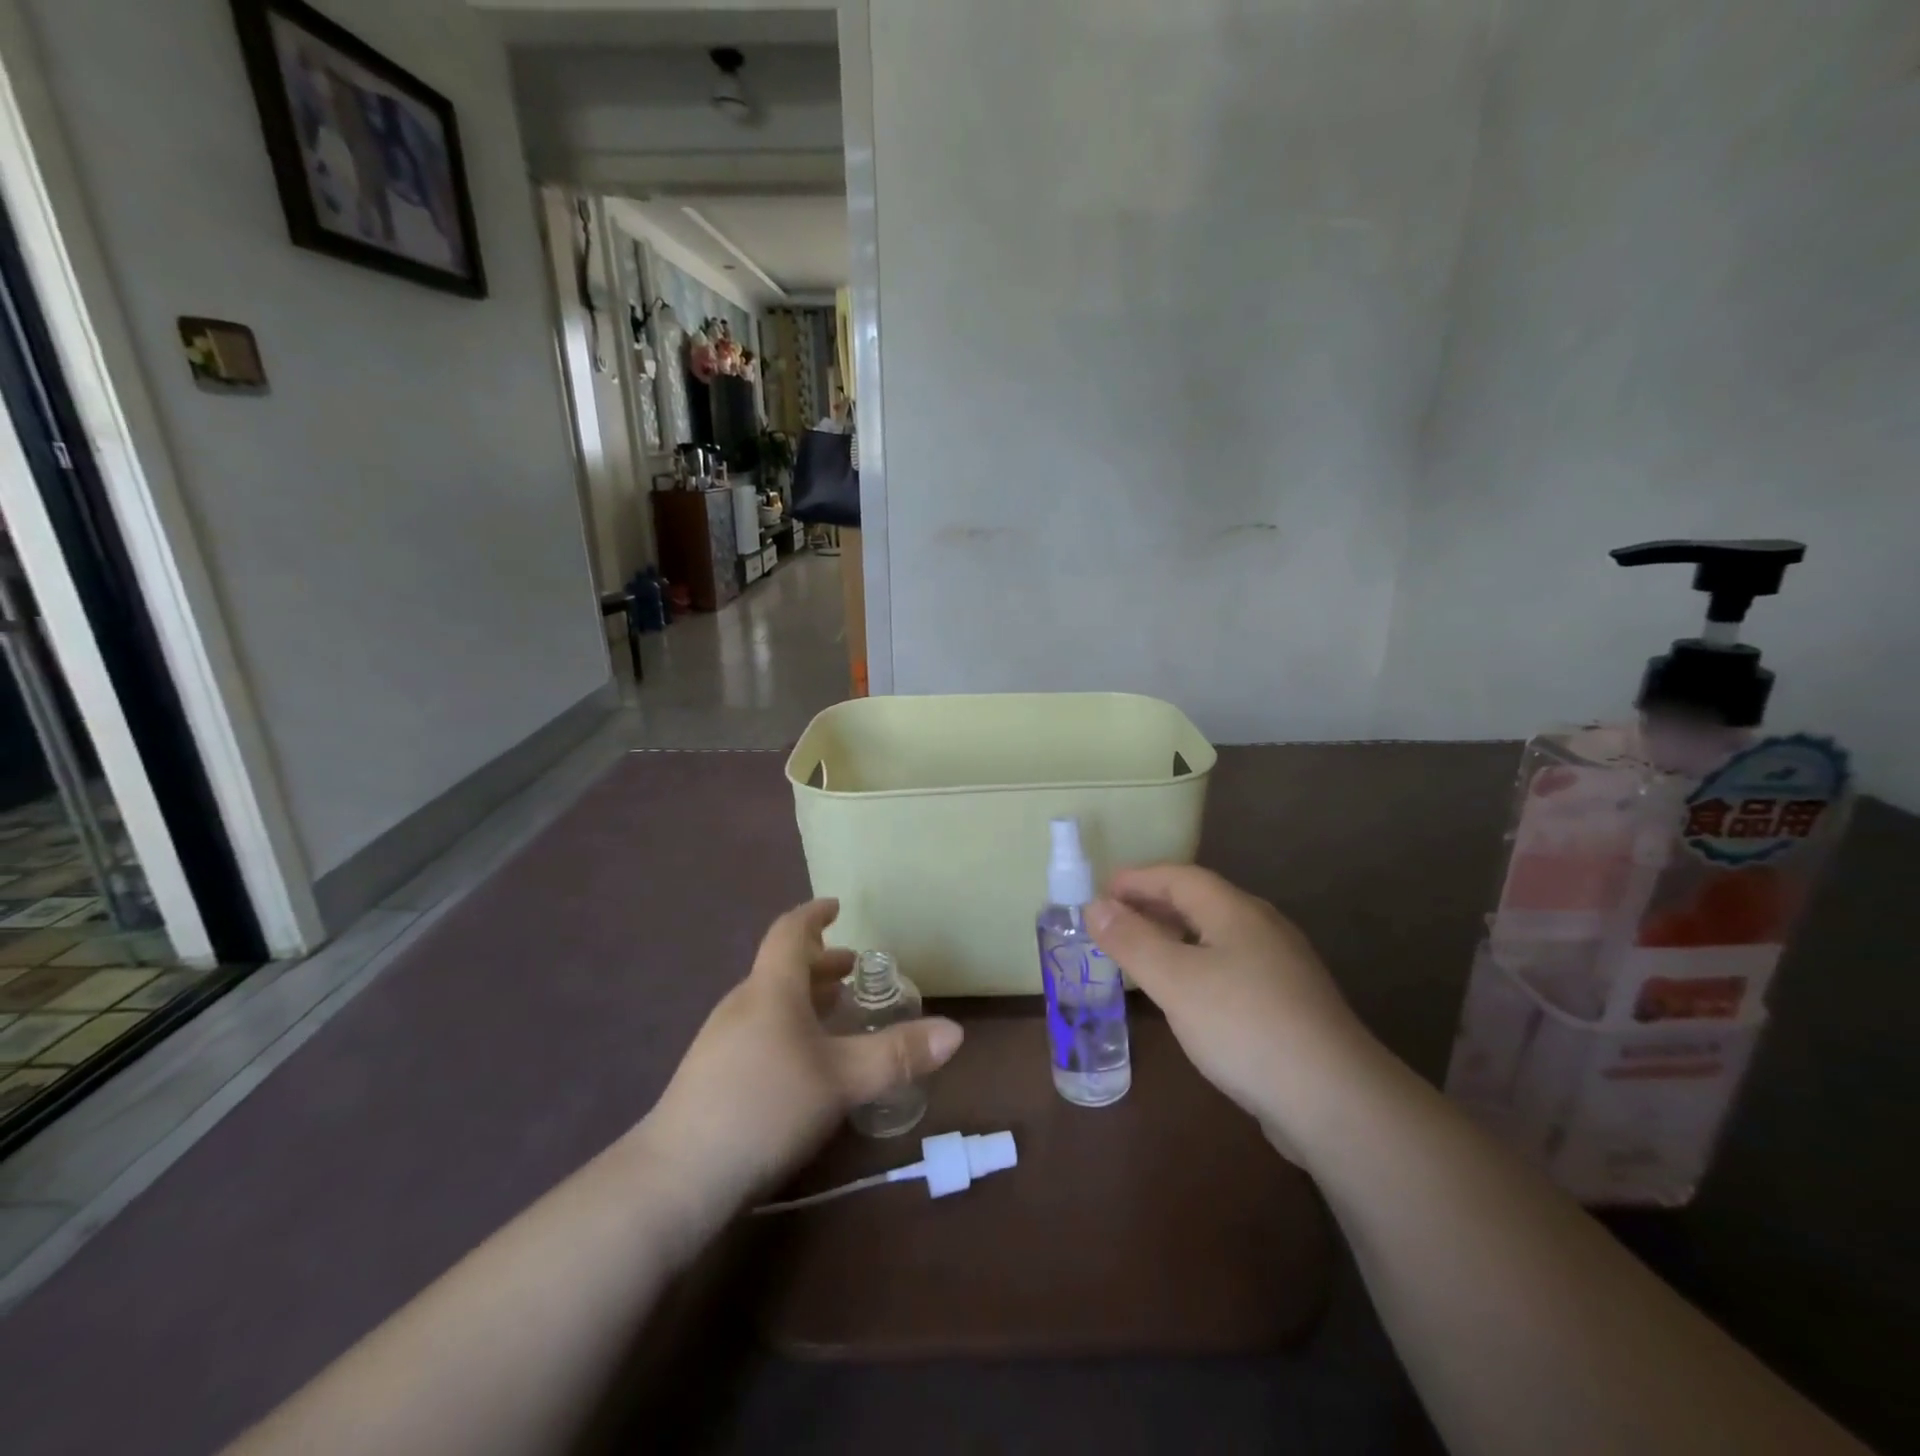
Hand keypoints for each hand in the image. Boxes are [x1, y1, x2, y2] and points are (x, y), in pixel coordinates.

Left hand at [640, 899, 963, 1217]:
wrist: (677, 1177)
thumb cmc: (765, 1106)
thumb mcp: (841, 1079)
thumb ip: (896, 1055)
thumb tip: (955, 1032)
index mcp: (771, 988)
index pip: (790, 932)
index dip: (814, 915)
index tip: (836, 906)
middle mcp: (744, 1004)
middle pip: (783, 967)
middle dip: (821, 963)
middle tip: (854, 969)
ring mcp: (723, 1039)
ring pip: (772, 1001)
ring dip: (806, 996)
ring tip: (838, 1011)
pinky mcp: (714, 1074)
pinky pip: (761, 1029)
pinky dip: (791, 1025)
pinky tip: (806, 1060)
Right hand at [1088, 865, 1383, 1155]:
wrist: (1335, 1100)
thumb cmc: (1244, 1025)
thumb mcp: (1175, 980)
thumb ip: (1131, 940)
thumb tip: (1094, 905)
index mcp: (1235, 911)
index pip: (1179, 877)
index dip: (1137, 879)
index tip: (1100, 891)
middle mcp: (1261, 928)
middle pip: (1200, 901)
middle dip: (1153, 905)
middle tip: (1112, 920)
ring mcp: (1280, 967)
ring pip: (1216, 935)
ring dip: (1174, 935)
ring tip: (1140, 952)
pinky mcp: (1288, 1003)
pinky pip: (1230, 965)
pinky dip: (1196, 964)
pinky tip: (1186, 993)